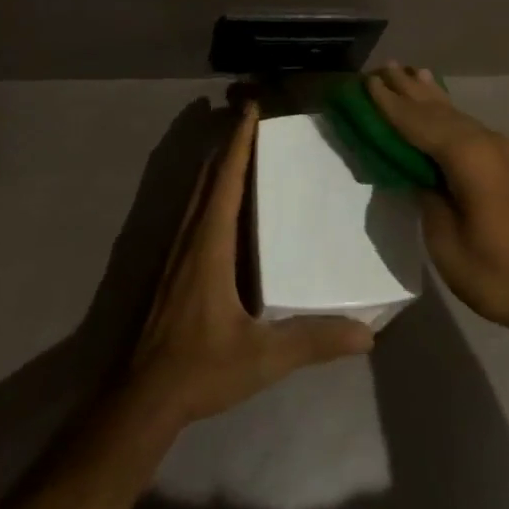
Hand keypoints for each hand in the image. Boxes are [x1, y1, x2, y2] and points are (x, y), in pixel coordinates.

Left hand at [125, 103, 373, 426]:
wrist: (141, 399)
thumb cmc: (200, 368)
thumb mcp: (263, 357)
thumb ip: (313, 341)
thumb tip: (367, 333)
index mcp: (210, 245)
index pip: (226, 180)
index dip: (240, 143)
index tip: (252, 109)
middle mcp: (190, 238)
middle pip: (209, 178)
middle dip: (230, 144)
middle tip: (254, 120)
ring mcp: (176, 254)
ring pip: (197, 194)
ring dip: (218, 167)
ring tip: (243, 149)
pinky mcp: (172, 270)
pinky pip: (194, 214)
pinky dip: (211, 192)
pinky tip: (225, 204)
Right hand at [367, 65, 508, 341]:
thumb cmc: (499, 274)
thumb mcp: (448, 244)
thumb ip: (428, 198)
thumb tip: (418, 173)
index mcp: (469, 158)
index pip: (419, 123)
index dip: (391, 104)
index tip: (368, 82)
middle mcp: (488, 142)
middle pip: (439, 111)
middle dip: (409, 90)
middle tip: (383, 67)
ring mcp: (505, 151)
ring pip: (459, 116)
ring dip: (431, 97)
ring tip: (410, 73)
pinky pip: (472, 128)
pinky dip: (451, 113)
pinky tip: (445, 107)